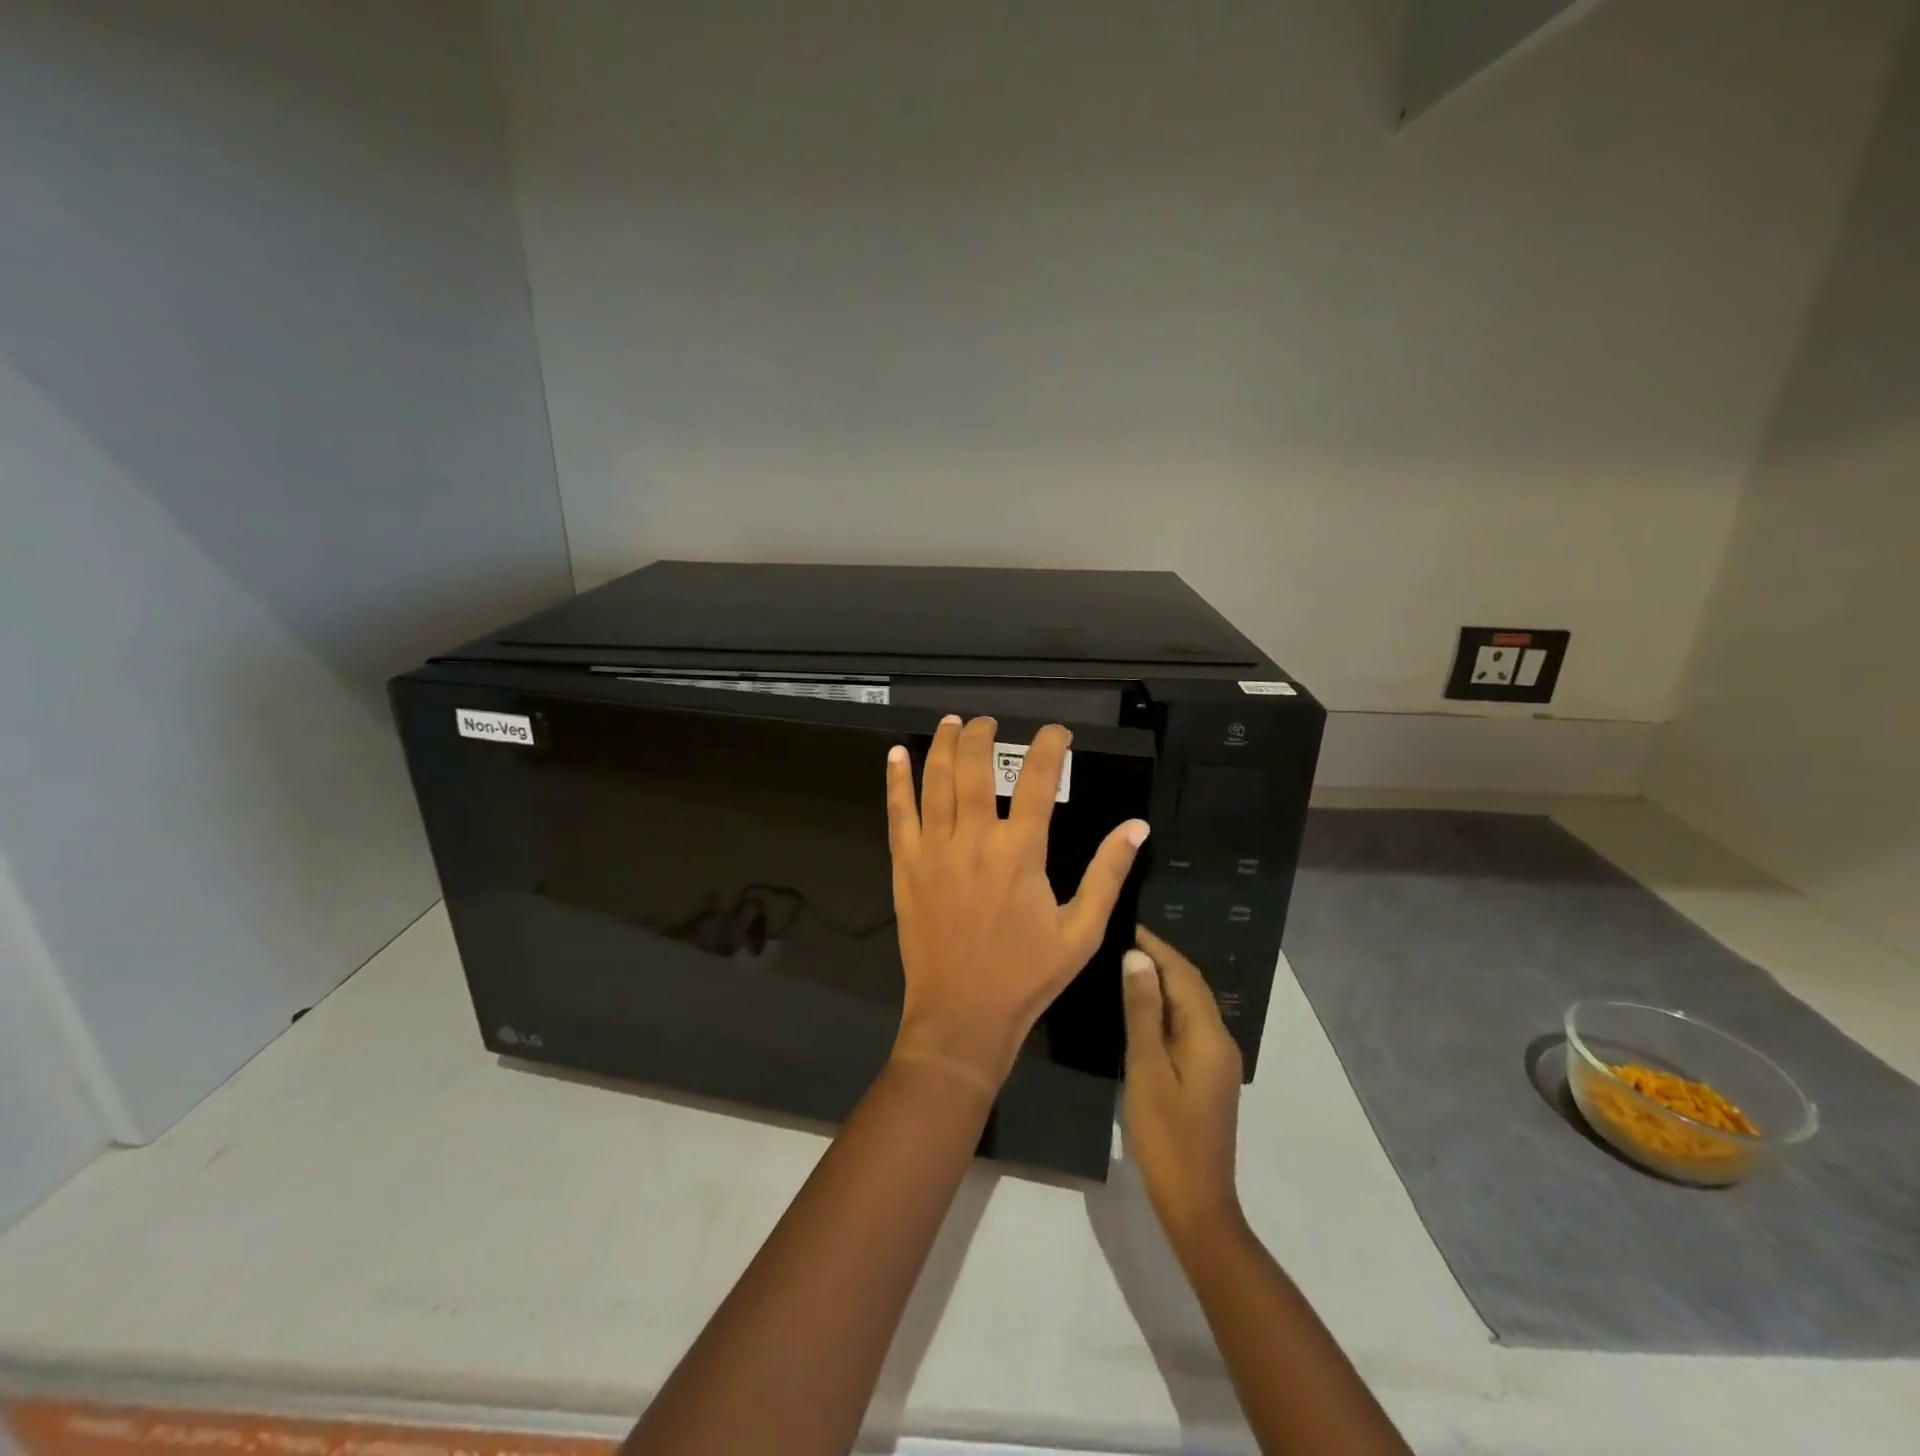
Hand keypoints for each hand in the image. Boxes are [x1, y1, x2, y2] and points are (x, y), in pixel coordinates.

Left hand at [886, 715, 1150, 1091]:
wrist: (961, 1016)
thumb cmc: (1027, 975)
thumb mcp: (1082, 931)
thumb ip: (1107, 873)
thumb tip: (1137, 826)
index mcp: (1021, 851)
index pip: (1037, 780)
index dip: (1048, 747)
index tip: (1056, 731)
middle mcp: (974, 838)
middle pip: (975, 768)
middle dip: (983, 736)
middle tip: (989, 721)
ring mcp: (934, 850)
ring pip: (935, 782)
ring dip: (943, 746)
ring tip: (950, 722)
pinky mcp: (906, 867)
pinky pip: (898, 814)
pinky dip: (896, 781)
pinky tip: (896, 756)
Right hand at [1121, 924, 1245, 1247]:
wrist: (1196, 1204)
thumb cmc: (1166, 1136)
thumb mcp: (1147, 1069)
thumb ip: (1143, 1012)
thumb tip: (1137, 958)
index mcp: (1209, 1036)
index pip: (1184, 974)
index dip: (1156, 947)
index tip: (1125, 926)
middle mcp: (1220, 1041)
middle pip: (1191, 987)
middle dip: (1160, 959)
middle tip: (1119, 941)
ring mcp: (1217, 1061)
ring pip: (1190, 1006)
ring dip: (1162, 982)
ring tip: (1124, 966)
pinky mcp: (1207, 1076)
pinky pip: (1187, 1026)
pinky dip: (1165, 1008)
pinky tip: (1139, 1009)